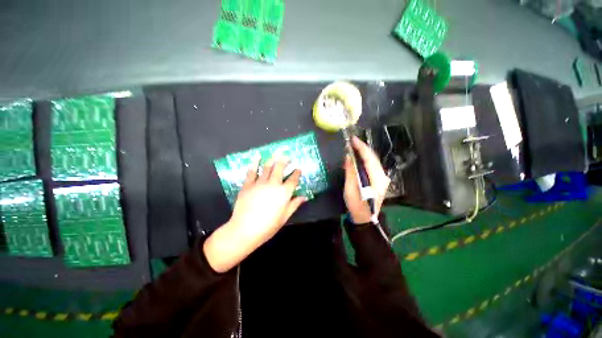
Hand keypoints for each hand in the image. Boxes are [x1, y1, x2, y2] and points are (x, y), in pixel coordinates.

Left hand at [204, 155, 305, 272]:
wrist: (244, 230)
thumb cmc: (268, 226)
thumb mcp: (285, 217)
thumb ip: (294, 204)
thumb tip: (304, 197)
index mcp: (284, 193)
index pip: (293, 179)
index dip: (297, 173)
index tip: (298, 168)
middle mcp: (273, 184)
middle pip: (280, 168)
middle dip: (285, 160)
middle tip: (287, 156)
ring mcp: (259, 183)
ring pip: (267, 167)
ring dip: (273, 159)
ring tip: (276, 153)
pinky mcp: (248, 185)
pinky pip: (252, 171)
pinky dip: (255, 163)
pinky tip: (257, 157)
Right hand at [344, 136, 389, 223]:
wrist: (365, 218)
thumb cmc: (356, 205)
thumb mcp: (350, 189)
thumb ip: (350, 172)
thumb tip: (348, 156)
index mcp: (376, 178)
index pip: (369, 158)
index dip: (361, 147)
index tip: (352, 139)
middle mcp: (382, 176)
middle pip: (373, 157)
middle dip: (362, 148)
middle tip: (351, 141)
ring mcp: (382, 178)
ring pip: (373, 160)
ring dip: (363, 153)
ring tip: (353, 147)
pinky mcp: (379, 180)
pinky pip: (372, 165)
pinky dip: (364, 159)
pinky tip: (358, 157)